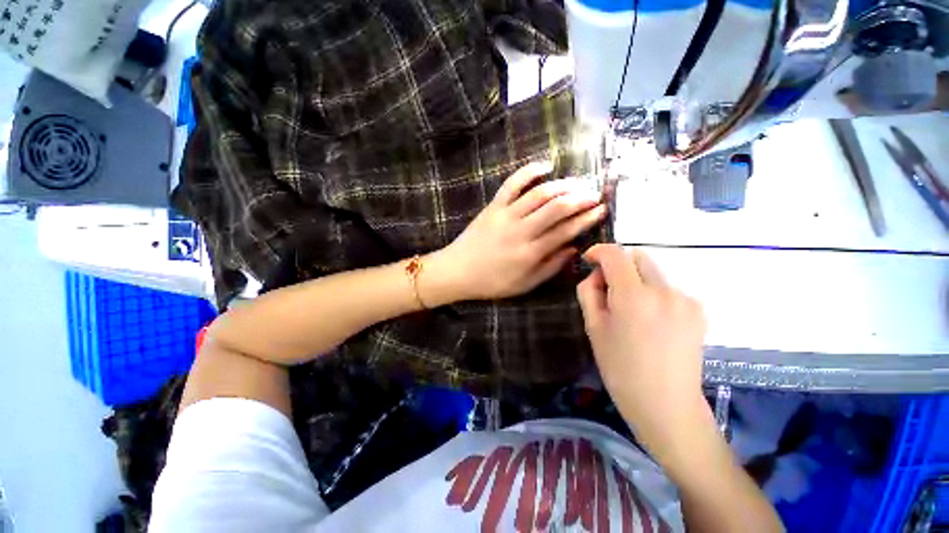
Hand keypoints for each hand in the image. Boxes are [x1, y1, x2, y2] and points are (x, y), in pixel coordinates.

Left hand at [437, 161, 605, 300]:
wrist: (457, 271)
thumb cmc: (492, 282)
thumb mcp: (525, 284)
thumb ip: (550, 267)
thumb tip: (573, 248)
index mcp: (531, 252)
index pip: (566, 230)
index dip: (587, 218)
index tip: (602, 209)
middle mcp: (521, 230)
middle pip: (557, 208)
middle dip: (581, 198)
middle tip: (595, 194)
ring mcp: (506, 215)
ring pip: (539, 193)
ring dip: (562, 185)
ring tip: (578, 183)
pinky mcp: (493, 206)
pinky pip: (512, 184)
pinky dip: (528, 171)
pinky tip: (544, 165)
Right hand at [577, 244, 708, 461]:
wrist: (666, 405)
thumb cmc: (621, 368)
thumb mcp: (593, 328)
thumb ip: (589, 293)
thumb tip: (596, 275)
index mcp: (633, 296)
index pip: (615, 254)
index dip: (598, 251)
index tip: (589, 260)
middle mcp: (663, 290)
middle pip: (637, 257)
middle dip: (618, 266)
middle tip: (608, 292)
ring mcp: (685, 299)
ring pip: (653, 273)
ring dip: (636, 281)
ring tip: (631, 312)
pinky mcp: (697, 310)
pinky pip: (668, 288)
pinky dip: (653, 294)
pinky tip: (651, 321)